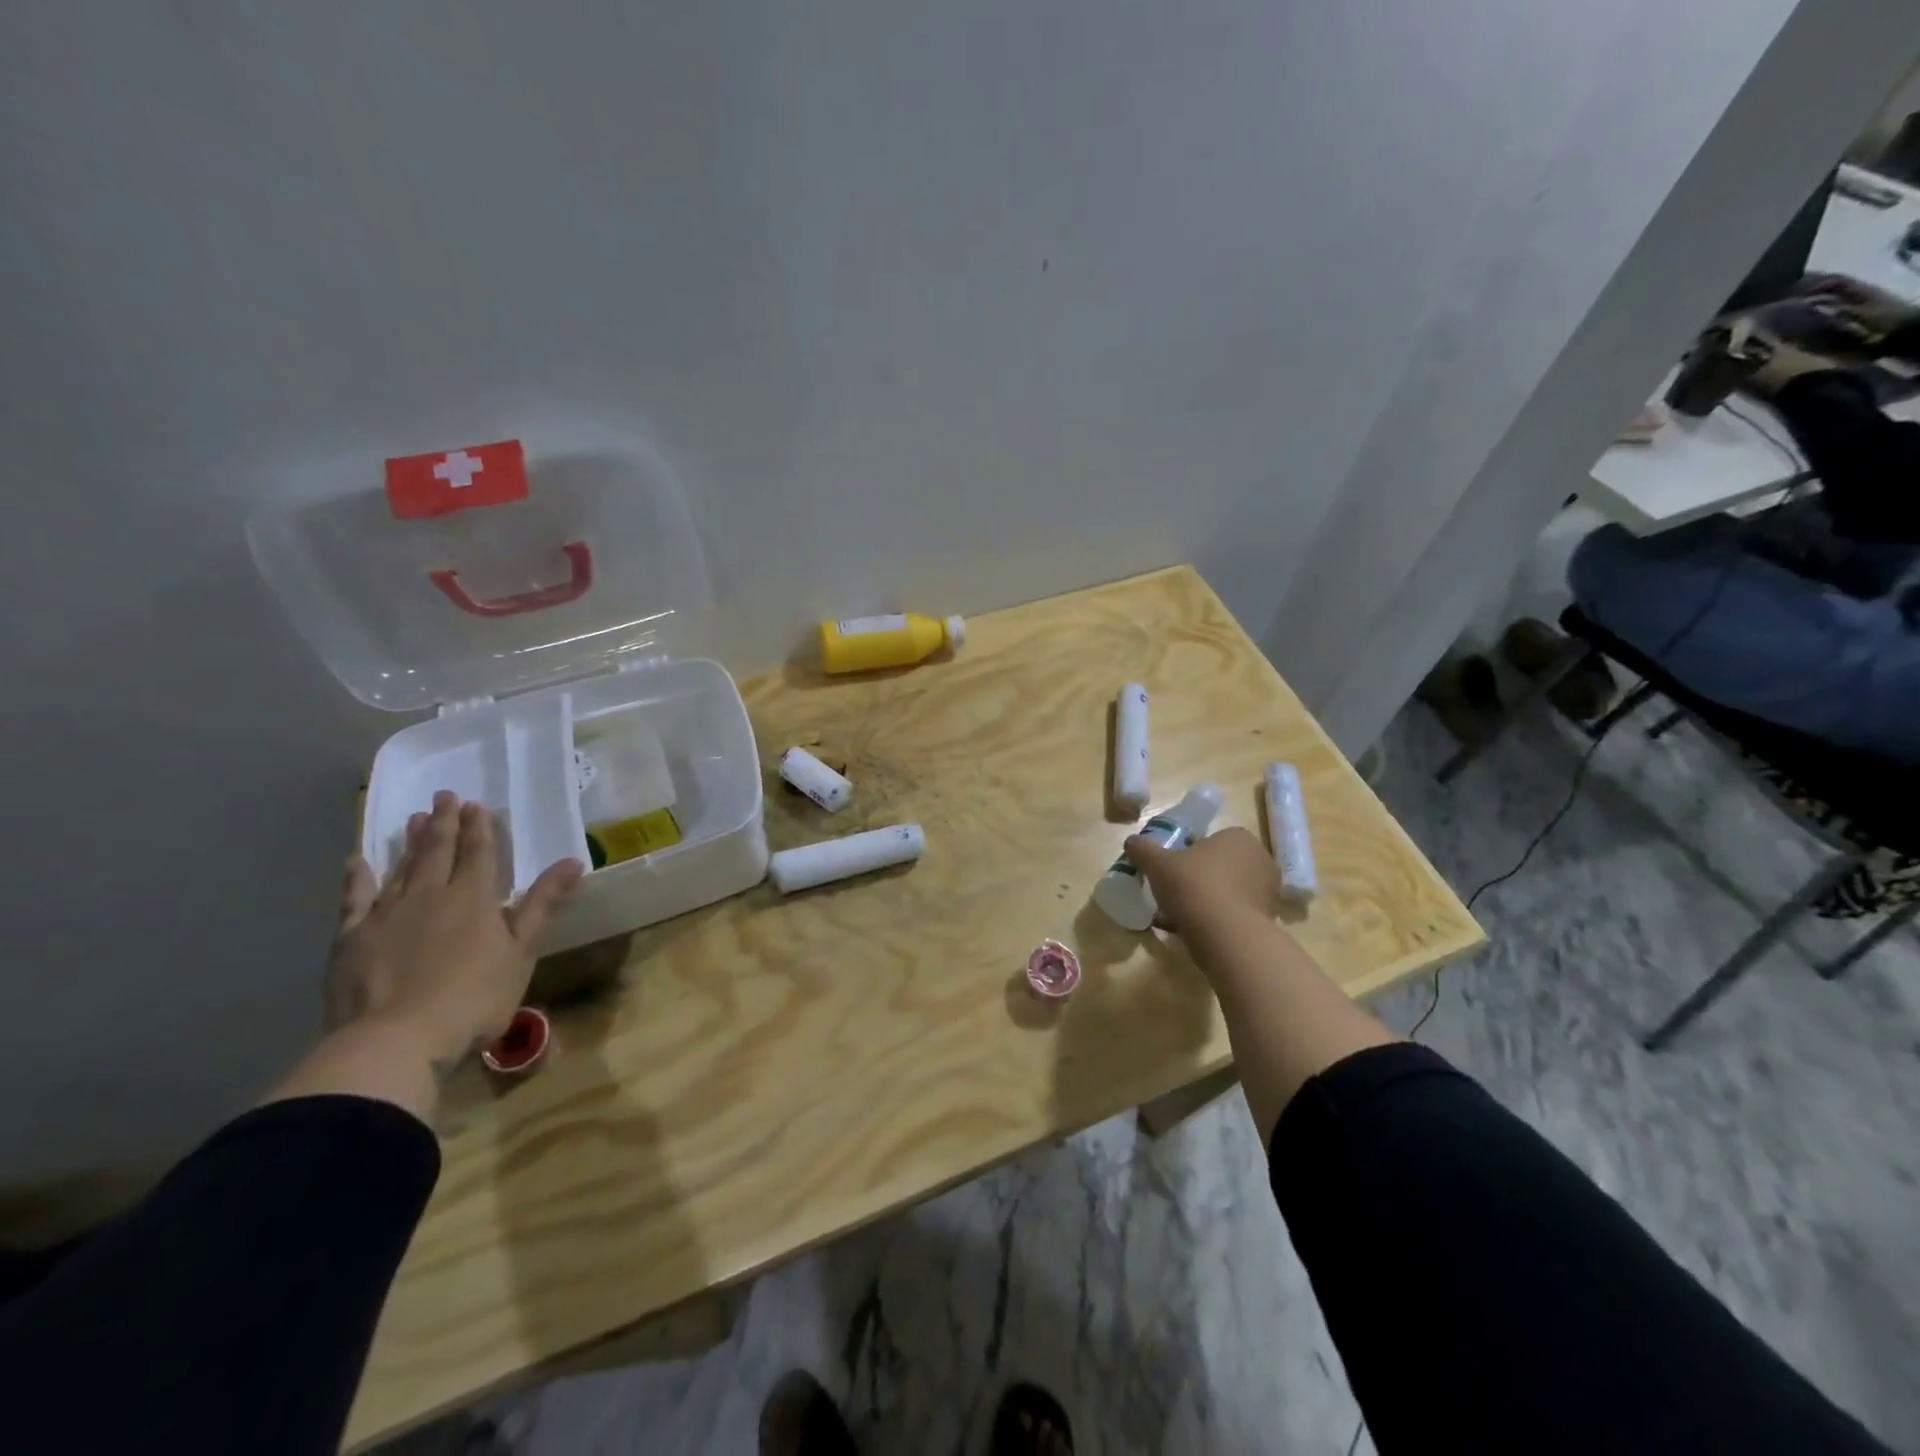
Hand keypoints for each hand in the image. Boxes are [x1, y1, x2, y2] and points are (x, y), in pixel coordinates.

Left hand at [330, 791, 583, 1068]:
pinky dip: (357, 878)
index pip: (480, 854)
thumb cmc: (474, 998)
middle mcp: (429, 895)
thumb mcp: (521, 953)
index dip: (481, 829)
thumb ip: (542, 905)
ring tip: (414, 817)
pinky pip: (355, 899)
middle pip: (438, 851)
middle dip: (445, 823)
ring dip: (410, 841)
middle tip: (445, 796)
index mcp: (473, 898)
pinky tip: (357, 861)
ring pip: (400, 867)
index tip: (478, 805)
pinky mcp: (351, 938)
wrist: (396, 1041)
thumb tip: (573, 861)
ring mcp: (386, 914)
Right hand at [1125, 826, 1278, 935]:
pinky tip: (1187, 932)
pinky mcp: (1266, 921)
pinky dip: (1212, 921)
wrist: (1225, 935)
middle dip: (1197, 880)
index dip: (1188, 855)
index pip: (1211, 840)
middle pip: (1219, 867)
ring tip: (1174, 917)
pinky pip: (1231, 915)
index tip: (1171, 870)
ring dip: (1203, 902)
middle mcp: (1259, 860)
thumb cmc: (1194, 886)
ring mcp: (1266, 892)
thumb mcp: (1158, 863)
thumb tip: (1131, 842)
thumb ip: (1143, 849)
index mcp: (1238, 838)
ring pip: (1225, 893)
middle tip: (1171, 892)